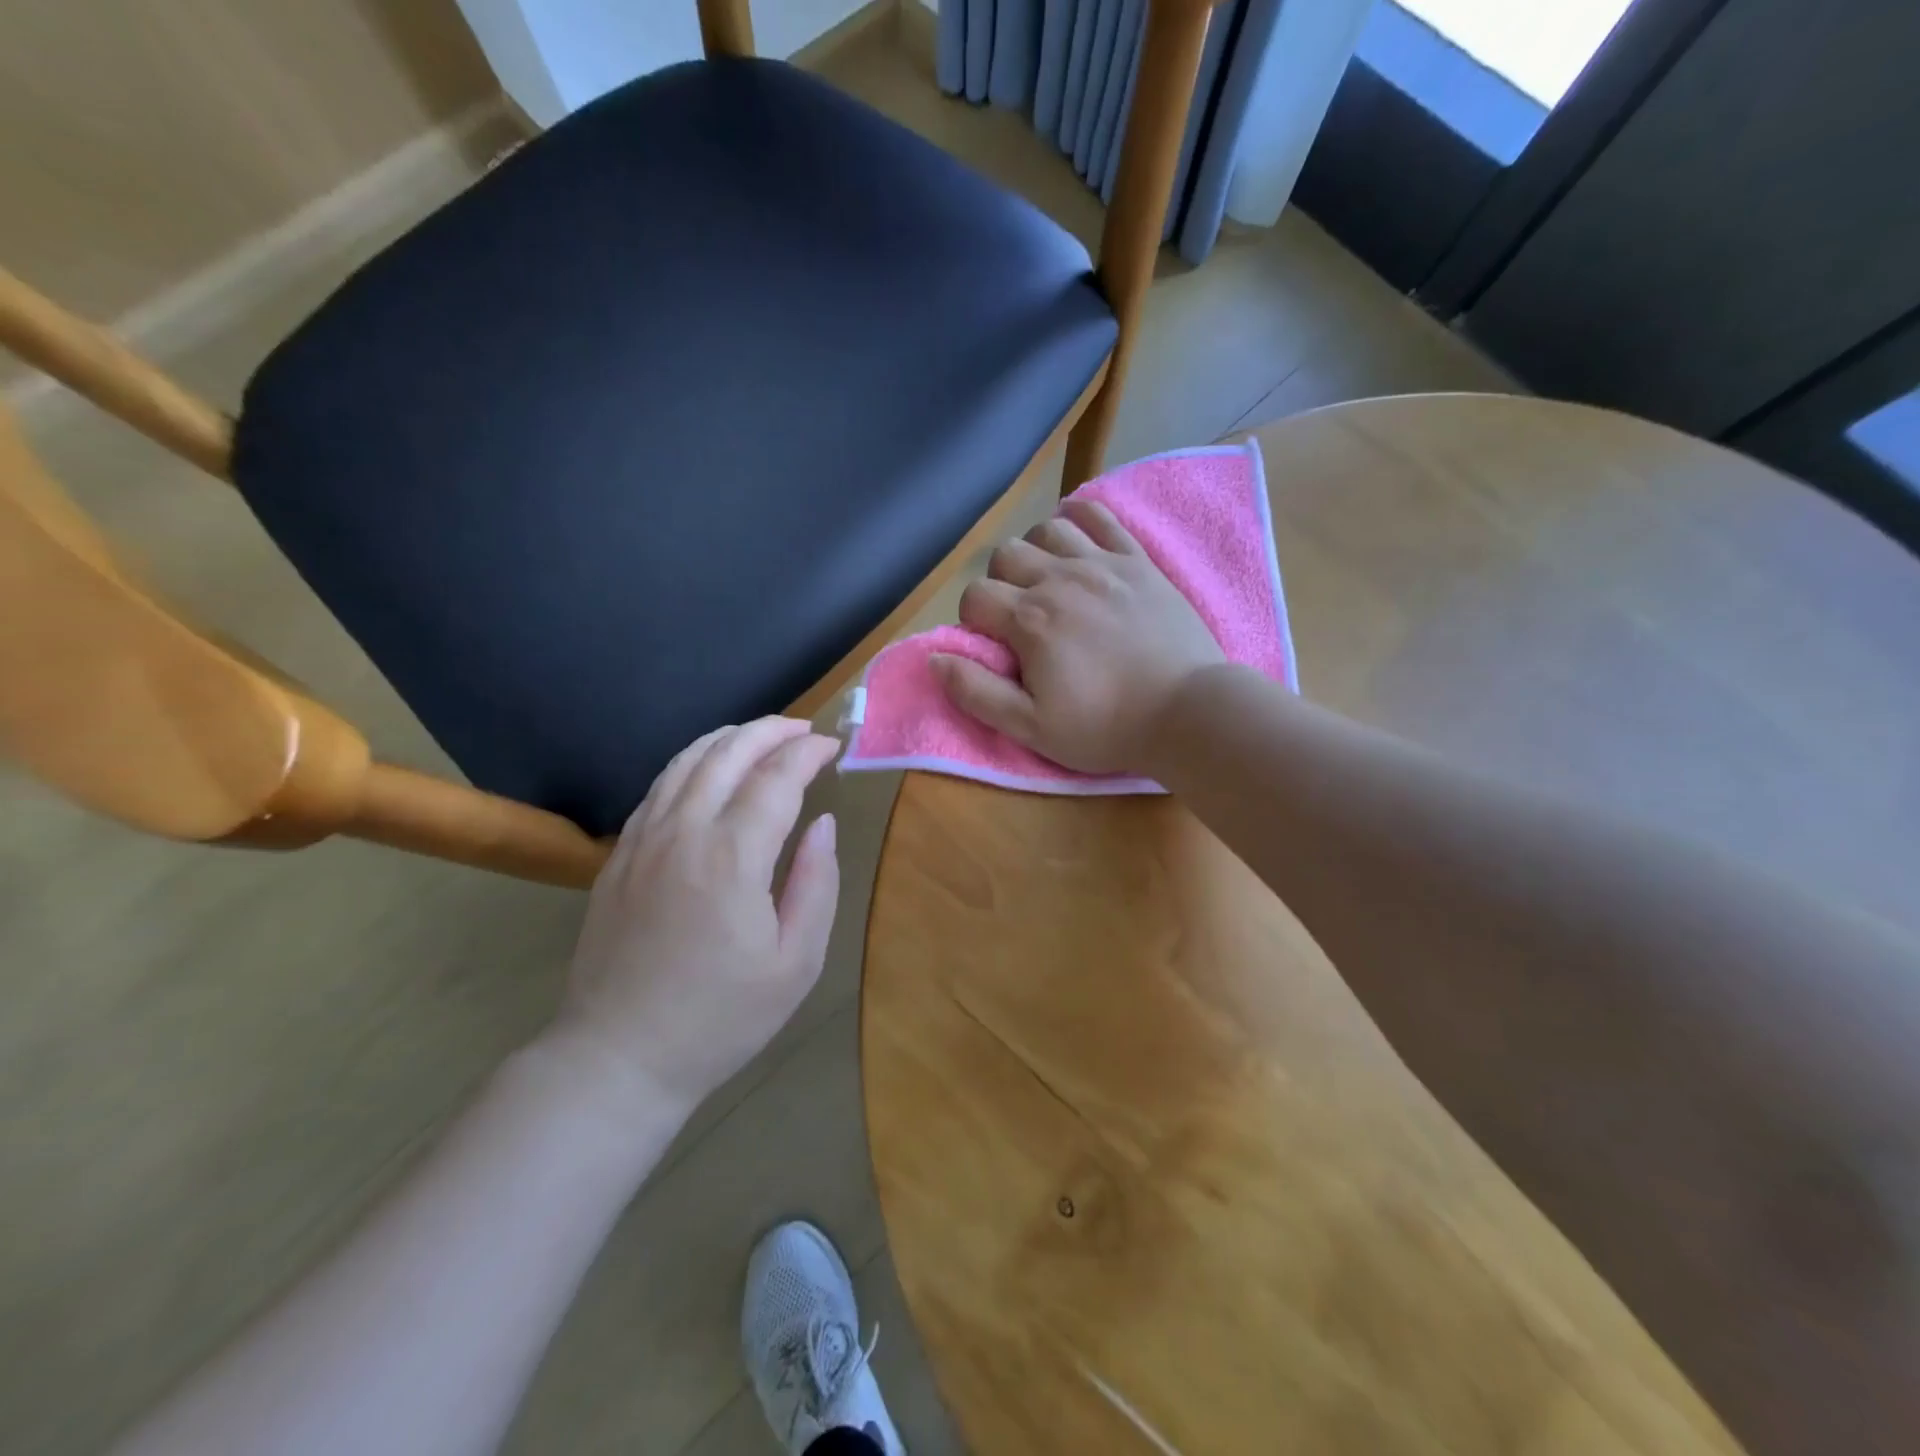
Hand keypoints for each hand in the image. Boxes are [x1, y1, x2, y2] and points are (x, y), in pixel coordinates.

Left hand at [546, 718, 841, 1122]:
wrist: (619, 1057)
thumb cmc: (721, 1018)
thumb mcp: (796, 962)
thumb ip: (816, 883)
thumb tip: (823, 824)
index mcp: (732, 857)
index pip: (776, 778)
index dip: (807, 754)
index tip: (833, 747)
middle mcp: (683, 832)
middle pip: (727, 753)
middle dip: (771, 731)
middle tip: (804, 730)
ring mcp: (642, 840)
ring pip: (686, 761)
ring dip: (729, 738)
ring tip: (762, 736)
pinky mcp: (619, 856)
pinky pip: (658, 788)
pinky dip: (692, 763)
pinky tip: (709, 771)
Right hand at [932, 499, 1223, 773]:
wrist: (1186, 712)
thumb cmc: (1105, 727)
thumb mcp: (1031, 727)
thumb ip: (977, 692)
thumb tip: (935, 659)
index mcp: (1030, 620)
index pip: (975, 596)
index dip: (974, 620)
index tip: (995, 645)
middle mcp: (1060, 580)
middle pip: (1005, 555)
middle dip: (1000, 584)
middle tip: (1021, 619)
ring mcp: (1102, 564)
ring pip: (1047, 530)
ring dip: (1036, 552)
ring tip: (1049, 583)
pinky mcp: (1137, 561)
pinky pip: (1099, 516)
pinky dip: (1079, 517)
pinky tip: (1076, 538)